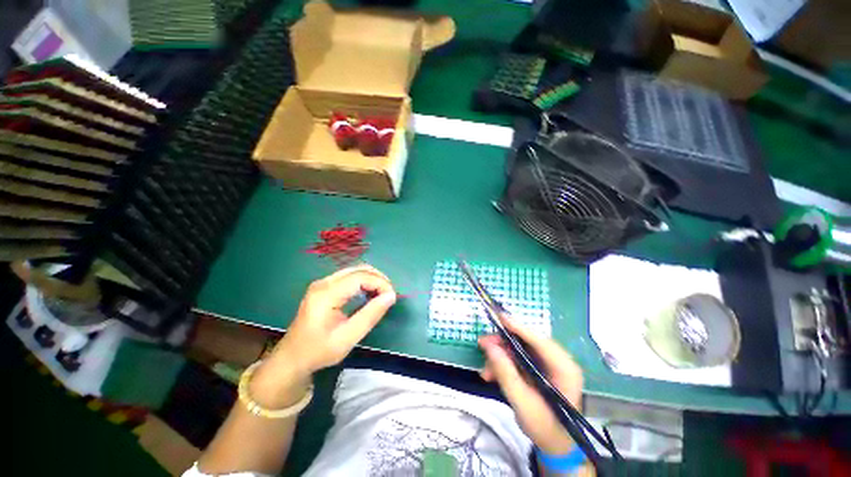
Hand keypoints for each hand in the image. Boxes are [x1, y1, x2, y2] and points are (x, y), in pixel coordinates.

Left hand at [252, 265, 395, 406]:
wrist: (292, 358)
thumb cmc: (319, 351)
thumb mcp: (347, 338)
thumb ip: (370, 315)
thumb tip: (391, 296)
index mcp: (326, 294)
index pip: (360, 277)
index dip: (380, 283)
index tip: (392, 297)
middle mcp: (324, 283)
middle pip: (359, 269)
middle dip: (378, 278)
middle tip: (389, 295)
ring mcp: (323, 283)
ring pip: (355, 270)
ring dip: (372, 279)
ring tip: (382, 294)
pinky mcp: (324, 286)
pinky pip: (350, 276)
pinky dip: (364, 281)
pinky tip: (370, 293)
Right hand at [478, 316, 582, 454]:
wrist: (555, 445)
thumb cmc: (544, 428)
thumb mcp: (522, 402)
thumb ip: (505, 373)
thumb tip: (489, 345)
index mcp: (564, 369)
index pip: (540, 341)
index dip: (518, 327)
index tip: (499, 316)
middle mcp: (559, 361)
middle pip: (527, 342)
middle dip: (502, 344)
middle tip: (482, 345)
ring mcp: (549, 364)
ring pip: (520, 349)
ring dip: (500, 356)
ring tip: (486, 371)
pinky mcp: (540, 368)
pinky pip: (518, 358)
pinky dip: (504, 364)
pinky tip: (492, 375)